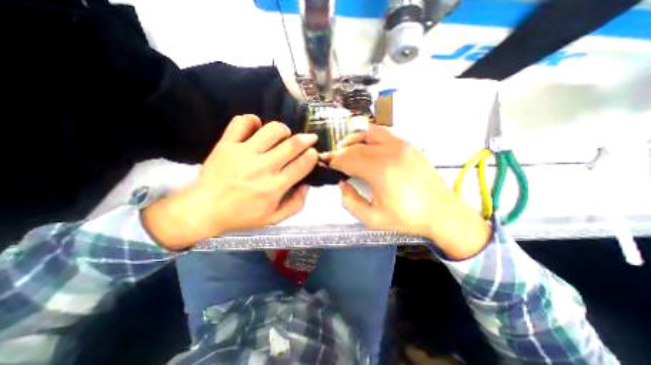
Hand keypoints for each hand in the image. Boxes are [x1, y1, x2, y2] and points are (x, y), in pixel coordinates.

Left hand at [142, 115, 317, 249]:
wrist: (204, 209)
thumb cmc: (242, 215)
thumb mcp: (274, 219)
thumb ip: (296, 204)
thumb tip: (306, 184)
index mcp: (275, 187)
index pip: (302, 164)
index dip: (312, 155)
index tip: (313, 153)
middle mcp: (262, 167)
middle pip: (292, 144)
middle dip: (306, 139)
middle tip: (309, 139)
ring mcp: (243, 153)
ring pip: (272, 130)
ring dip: (284, 130)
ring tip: (283, 137)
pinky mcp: (227, 144)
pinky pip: (243, 122)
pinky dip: (253, 121)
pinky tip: (257, 129)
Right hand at [329, 124, 490, 260]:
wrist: (442, 213)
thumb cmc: (407, 218)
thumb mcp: (372, 219)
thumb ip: (350, 201)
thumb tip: (342, 184)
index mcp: (380, 171)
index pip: (348, 159)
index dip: (334, 161)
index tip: (326, 164)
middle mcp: (390, 153)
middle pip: (356, 146)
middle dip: (340, 152)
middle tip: (333, 159)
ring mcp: (401, 146)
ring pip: (368, 134)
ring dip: (353, 140)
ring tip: (345, 148)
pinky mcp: (409, 145)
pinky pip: (383, 133)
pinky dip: (369, 136)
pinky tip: (365, 144)